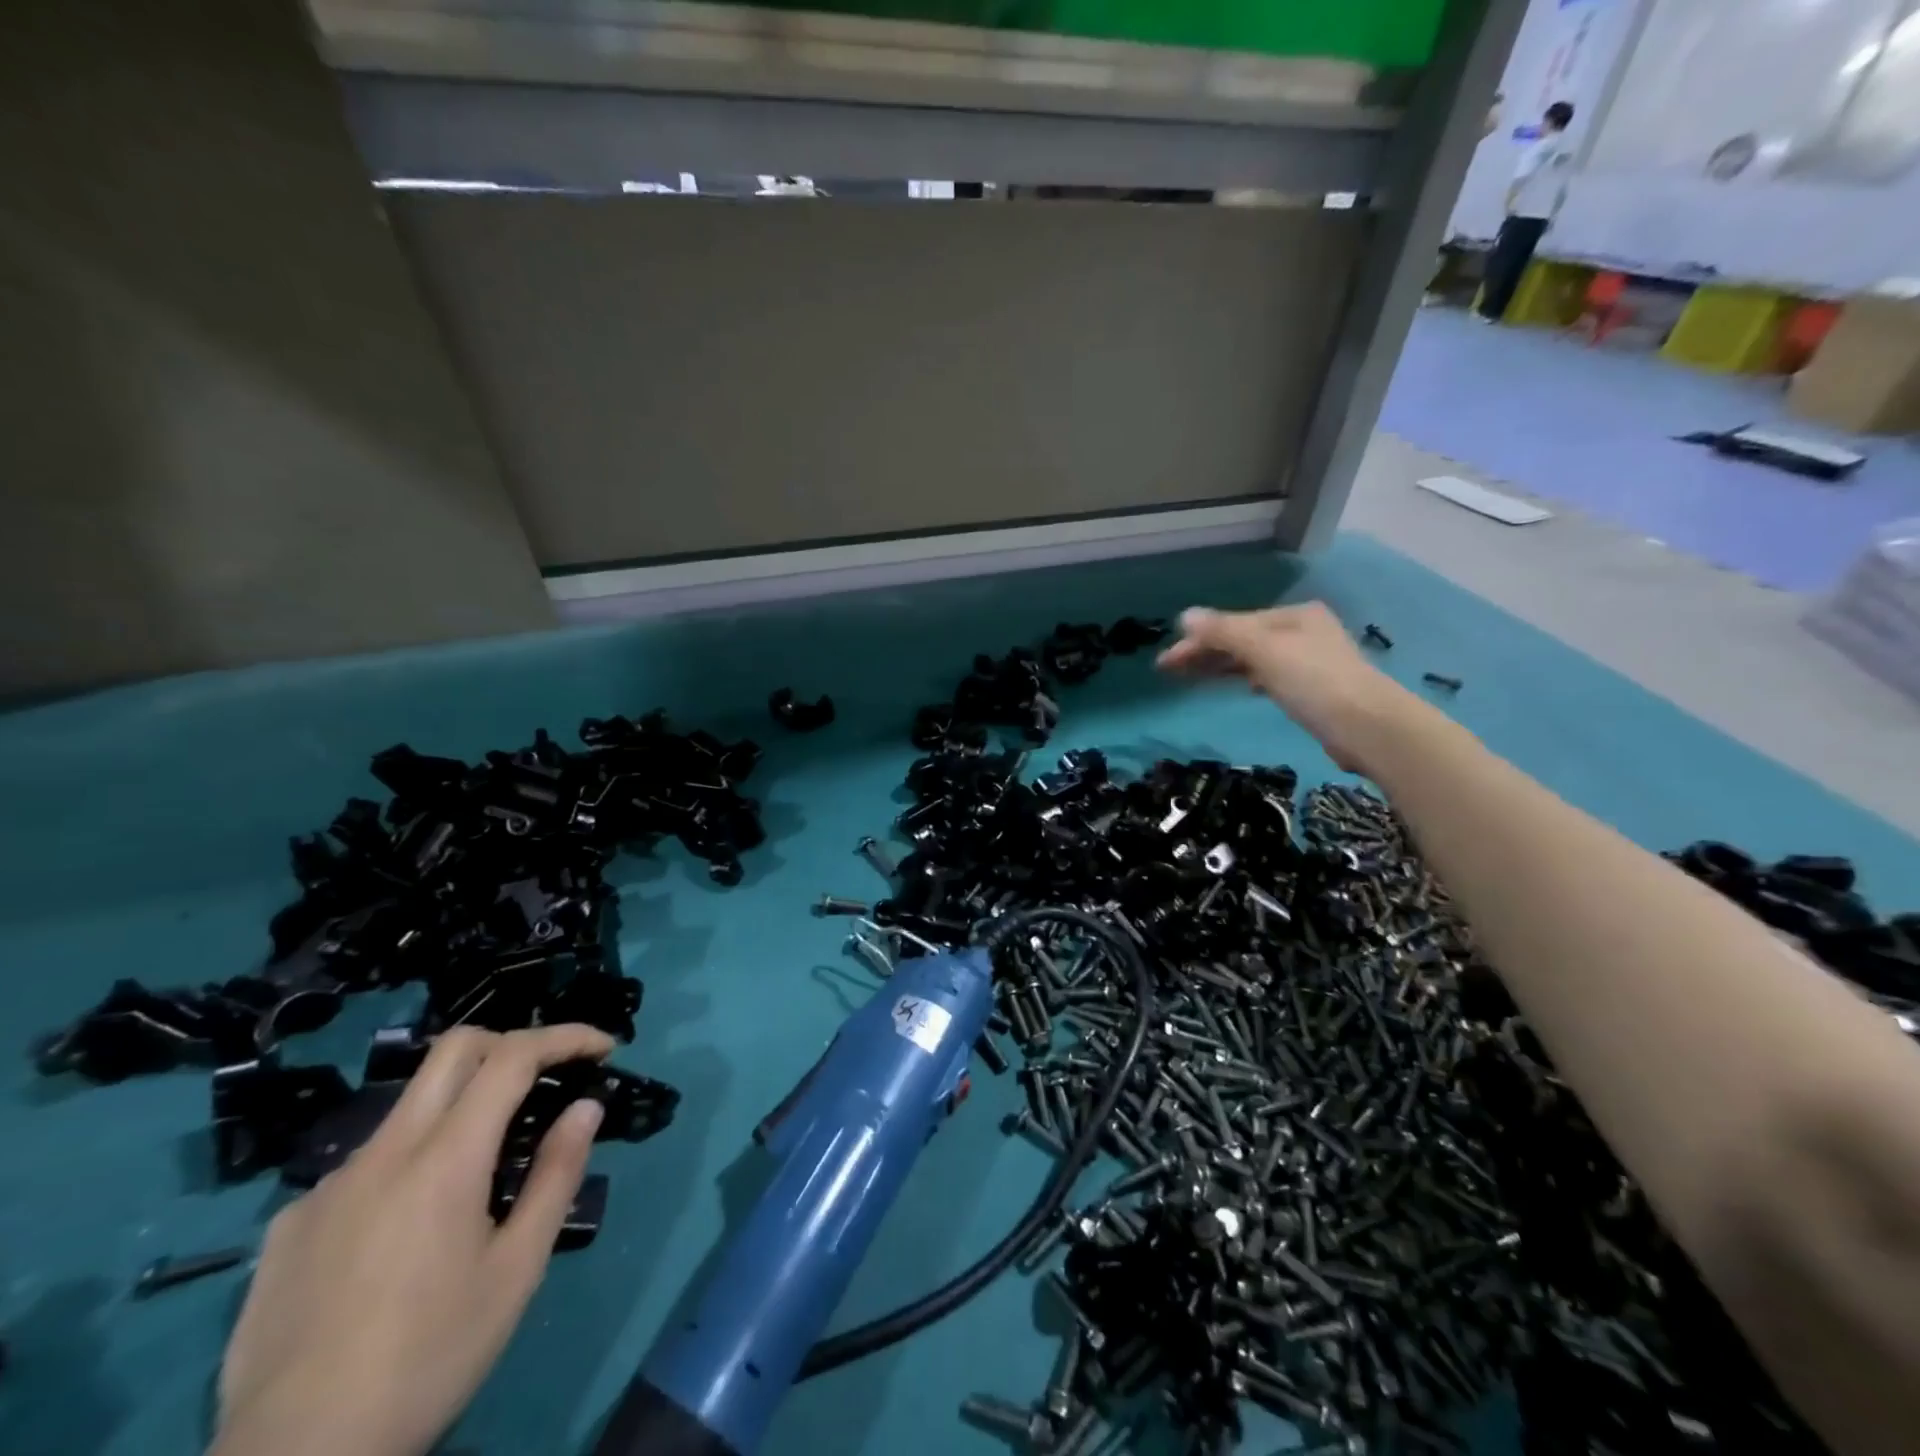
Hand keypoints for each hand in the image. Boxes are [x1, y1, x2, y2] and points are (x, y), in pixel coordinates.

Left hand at [212, 1024, 615, 1455]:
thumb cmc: (428, 1358)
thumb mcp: (517, 1269)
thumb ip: (556, 1175)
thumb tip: (585, 1107)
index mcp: (444, 1158)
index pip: (512, 1056)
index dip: (565, 1036)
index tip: (602, 1047)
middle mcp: (383, 1152)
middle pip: (453, 1049)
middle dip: (512, 1042)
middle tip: (546, 1077)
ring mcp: (328, 1185)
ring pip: (408, 1106)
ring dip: (460, 1106)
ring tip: (482, 1170)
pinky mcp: (291, 1223)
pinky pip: (365, 1164)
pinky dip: (408, 1162)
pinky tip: (407, 1228)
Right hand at [1156, 603, 1428, 774]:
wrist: (1369, 728)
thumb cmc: (1314, 682)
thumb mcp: (1264, 651)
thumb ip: (1223, 632)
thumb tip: (1185, 615)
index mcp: (1293, 615)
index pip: (1233, 623)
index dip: (1197, 640)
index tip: (1166, 661)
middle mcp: (1302, 631)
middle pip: (1242, 638)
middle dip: (1204, 652)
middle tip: (1167, 670)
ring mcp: (1309, 661)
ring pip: (1253, 658)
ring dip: (1220, 666)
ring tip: (1189, 678)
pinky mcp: (1312, 690)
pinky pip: (1267, 676)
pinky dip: (1245, 678)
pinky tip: (1237, 686)